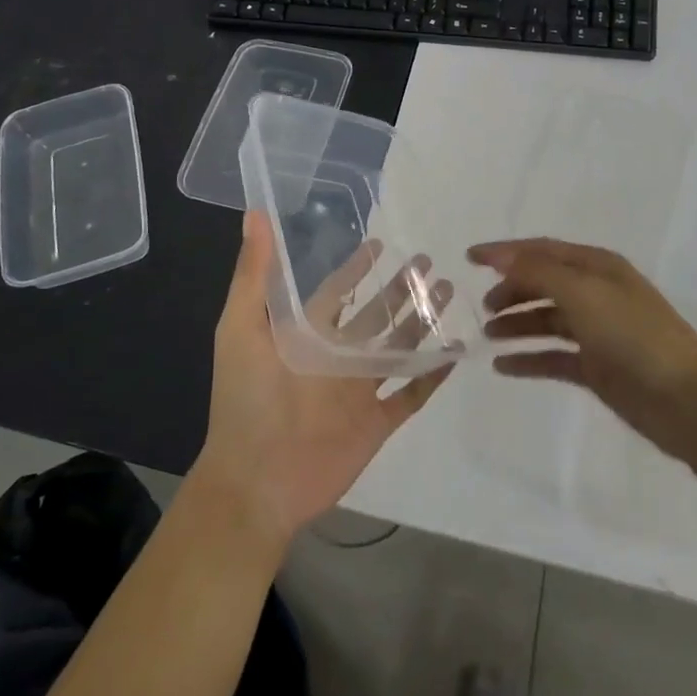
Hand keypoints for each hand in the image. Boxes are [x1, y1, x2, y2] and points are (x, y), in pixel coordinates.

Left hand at [192, 211, 454, 549]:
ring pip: (399, 346)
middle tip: (428, 261)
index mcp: (308, 333)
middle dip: (401, 288)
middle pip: (377, 313)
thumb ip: (254, 274)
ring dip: (422, 320)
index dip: (357, 268)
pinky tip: (456, 351)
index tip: (380, 242)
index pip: (339, 290)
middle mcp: (337, 355)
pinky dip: (433, 374)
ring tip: (448, 292)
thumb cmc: (246, 399)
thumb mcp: (240, 328)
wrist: (256, 481)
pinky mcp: (377, 422)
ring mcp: (359, 389)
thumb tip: (255, 214)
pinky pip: (412, 393)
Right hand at [469, 237, 696, 464]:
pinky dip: (528, 358)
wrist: (688, 401)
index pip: (542, 250)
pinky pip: (553, 357)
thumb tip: (501, 255)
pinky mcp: (597, 368)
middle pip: (543, 283)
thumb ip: (539, 272)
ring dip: (516, 324)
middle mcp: (596, 293)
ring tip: (487, 335)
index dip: (505, 252)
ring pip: (546, 320)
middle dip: (511, 290)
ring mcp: (597, 332)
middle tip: (482, 306)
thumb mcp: (583, 293)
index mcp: (597, 267)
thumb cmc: (634, 336)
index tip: (468, 258)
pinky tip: (503, 366)